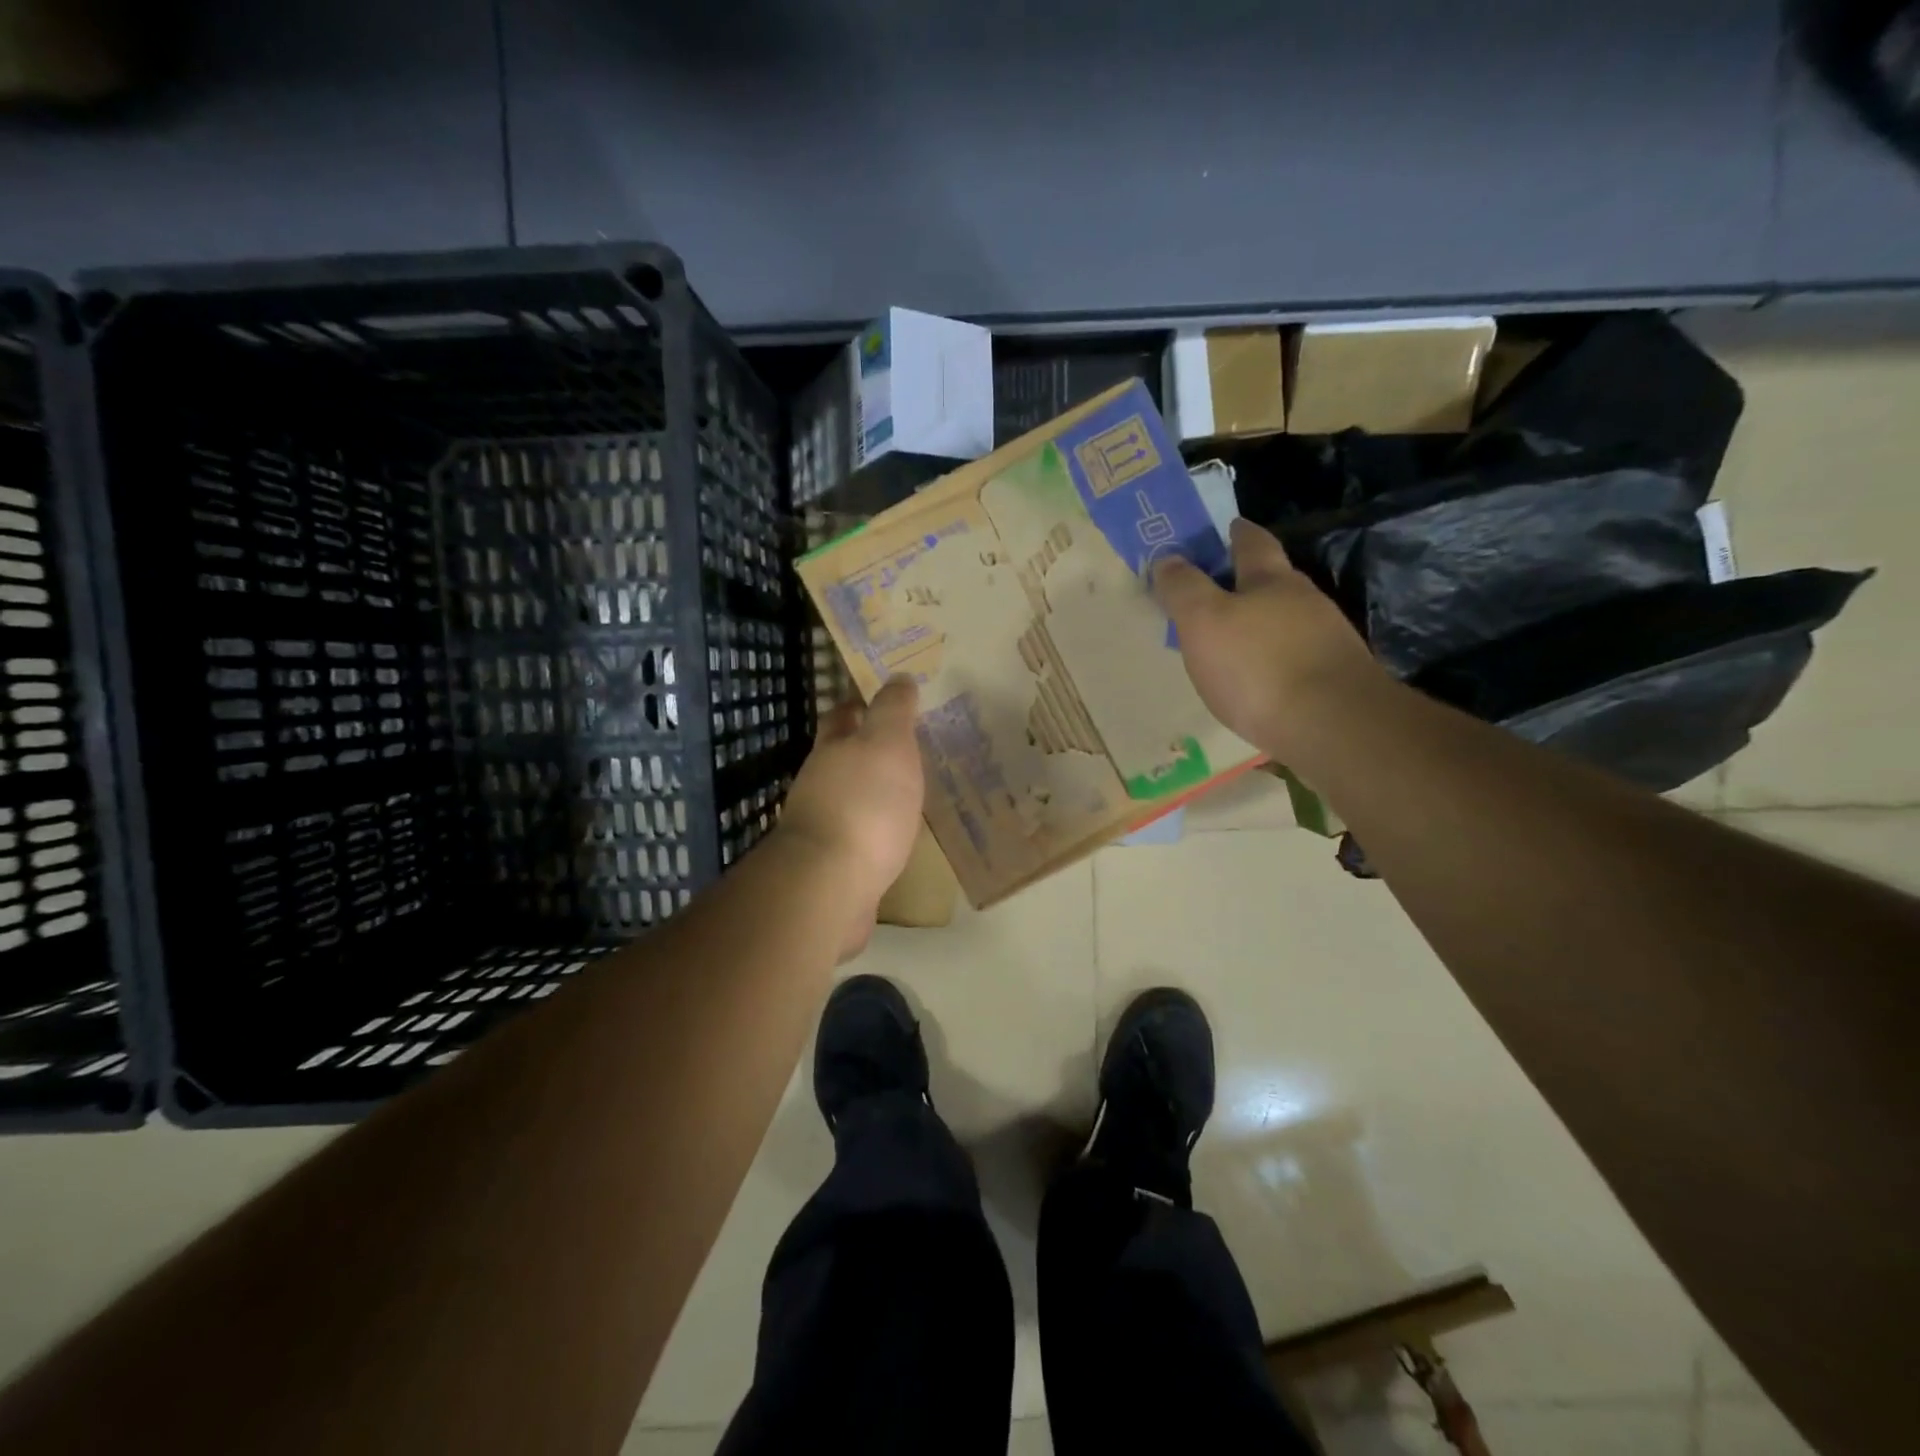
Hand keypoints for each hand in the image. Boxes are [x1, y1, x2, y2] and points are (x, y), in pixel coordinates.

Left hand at [777, 677, 925, 956]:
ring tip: (911, 792)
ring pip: (852, 798)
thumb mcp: (887, 744)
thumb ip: (893, 711)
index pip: (841, 716)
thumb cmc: (864, 804)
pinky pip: (862, 838)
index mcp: (832, 750)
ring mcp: (824, 827)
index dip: (859, 704)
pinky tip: (899, 836)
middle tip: (907, 748)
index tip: (884, 700)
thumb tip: (899, 678)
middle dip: (867, 750)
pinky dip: (878, 831)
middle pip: (843, 759)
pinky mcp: (835, 865)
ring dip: (874, 792)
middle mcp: (820, 784)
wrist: (831, 884)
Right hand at [1152, 518, 1382, 760]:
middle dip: (1246, 582)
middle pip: (1273, 581)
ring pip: (1286, 621)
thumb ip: (1183, 588)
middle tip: (1214, 592)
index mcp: (1272, 580)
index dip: (1235, 532)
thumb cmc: (1258, 665)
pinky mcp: (1334, 678)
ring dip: (1260, 624)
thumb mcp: (1203, 621)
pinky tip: (1259, 679)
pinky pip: (1295, 657)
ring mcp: (1326, 640)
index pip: (1253, 542)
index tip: (1225, 527)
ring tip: (1231, 641)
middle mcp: (1306, 601)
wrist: (1332, 726)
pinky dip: (1274, 659)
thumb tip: (1167, 558)